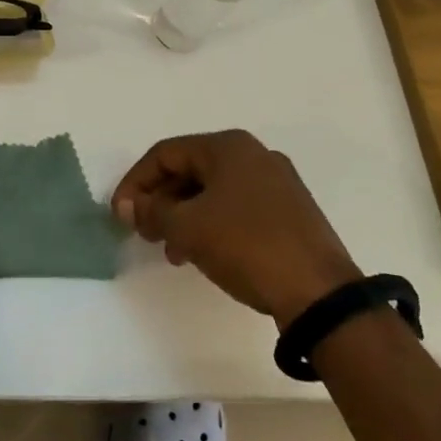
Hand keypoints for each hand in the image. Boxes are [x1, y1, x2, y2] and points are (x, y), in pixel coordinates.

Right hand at [113, 130, 361, 327]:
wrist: (321, 295)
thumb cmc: (247, 245)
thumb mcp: (188, 228)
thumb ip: (151, 212)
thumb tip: (127, 206)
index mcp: (228, 146)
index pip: (165, 154)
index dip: (135, 182)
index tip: (119, 213)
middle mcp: (254, 155)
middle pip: (190, 170)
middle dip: (160, 201)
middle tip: (143, 232)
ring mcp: (277, 184)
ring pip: (213, 192)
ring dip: (184, 216)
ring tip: (171, 251)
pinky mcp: (291, 213)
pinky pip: (237, 208)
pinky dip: (212, 224)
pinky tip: (204, 253)